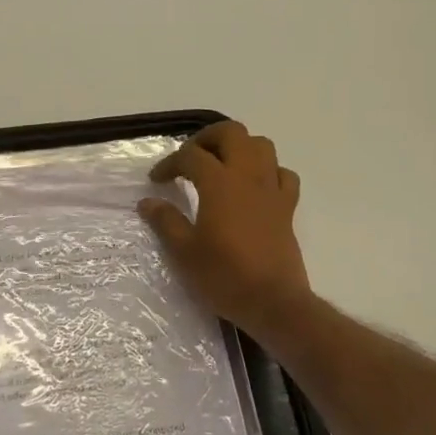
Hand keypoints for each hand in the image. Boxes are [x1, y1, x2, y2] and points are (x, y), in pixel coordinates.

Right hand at [138, 121, 312, 336]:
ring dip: (239, 147)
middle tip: (190, 158)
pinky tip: (255, 186)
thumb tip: (148, 202)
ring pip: (261, 145)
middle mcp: (248, 176)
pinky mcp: (288, 207)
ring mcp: (271, 189)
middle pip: (231, 133)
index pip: (191, 155)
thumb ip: (166, 221)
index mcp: (219, 183)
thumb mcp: (184, 252)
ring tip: (221, 165)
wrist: (273, 302)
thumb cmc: (224, 276)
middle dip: (207, 138)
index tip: (157, 180)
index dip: (170, 163)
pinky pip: (283, 174)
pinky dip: (268, 171)